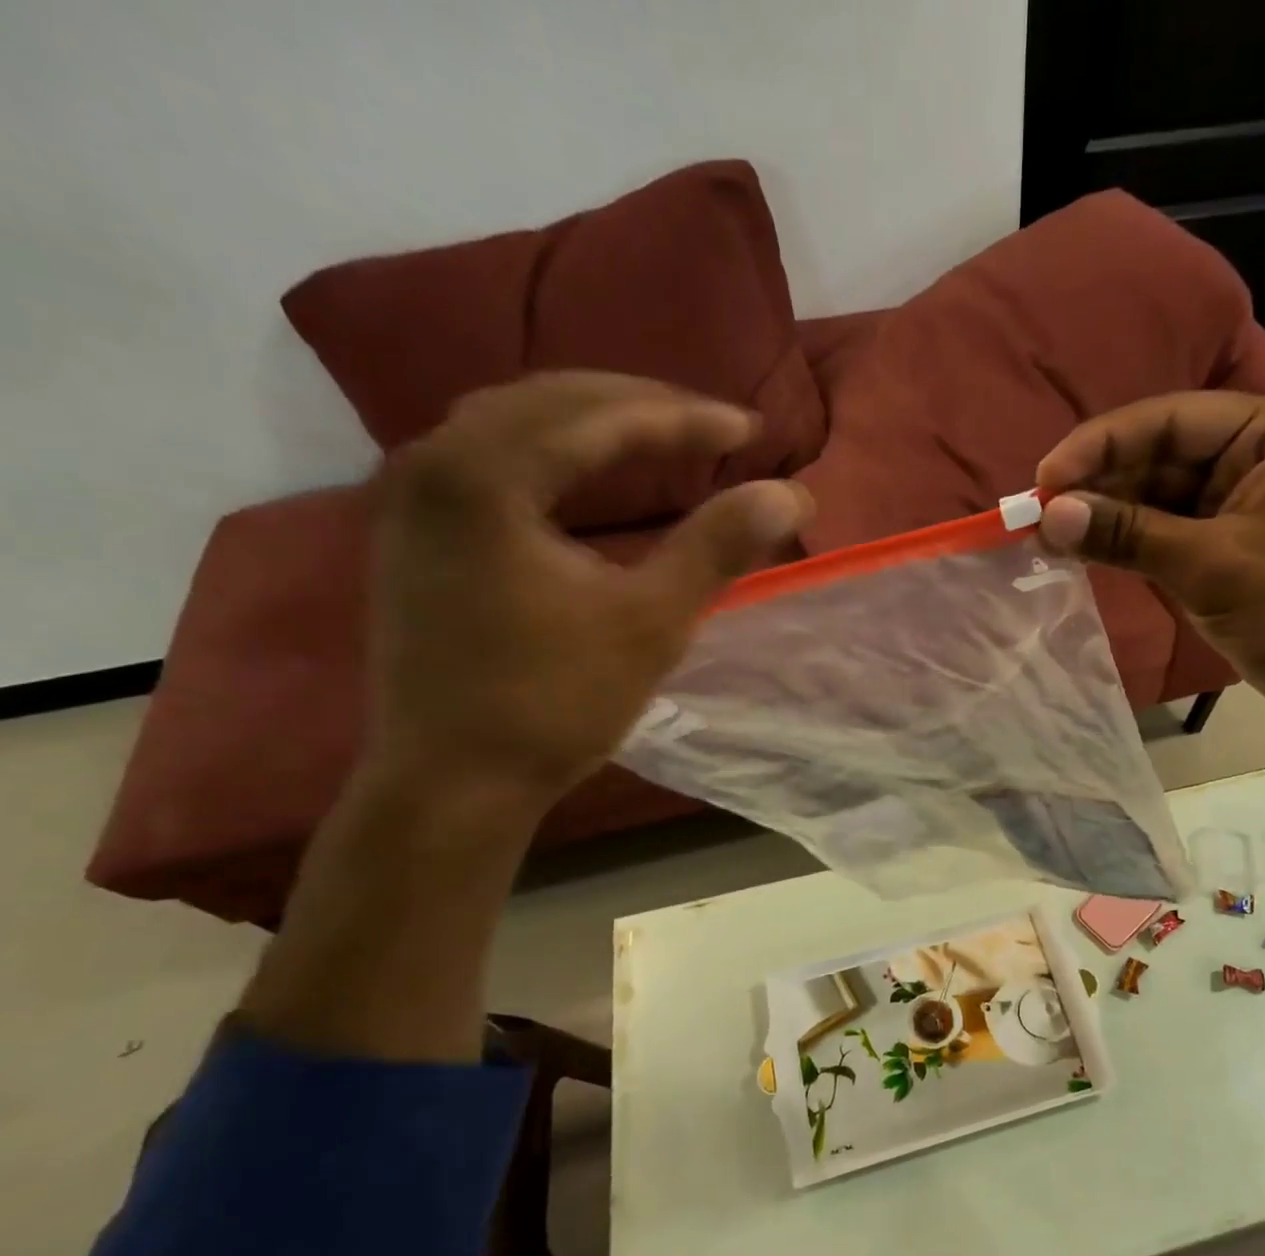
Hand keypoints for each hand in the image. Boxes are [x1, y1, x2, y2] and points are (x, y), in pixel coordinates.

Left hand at [368, 372, 810, 803]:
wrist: (452, 784)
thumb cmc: (553, 704)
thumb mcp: (651, 624)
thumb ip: (717, 548)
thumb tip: (790, 492)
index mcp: (484, 478)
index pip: (598, 416)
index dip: (684, 418)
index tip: (752, 431)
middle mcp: (433, 465)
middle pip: (549, 401)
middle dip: (640, 406)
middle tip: (712, 427)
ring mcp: (413, 499)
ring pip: (513, 423)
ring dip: (592, 421)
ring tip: (659, 435)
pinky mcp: (415, 534)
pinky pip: (490, 457)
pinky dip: (551, 451)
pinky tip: (586, 471)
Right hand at [1035, 392, 1264, 737]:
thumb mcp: (1213, 566)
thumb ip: (1128, 535)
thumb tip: (1048, 516)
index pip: (1170, 420)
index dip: (1101, 444)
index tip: (1044, 478)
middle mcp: (1257, 457)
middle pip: (1160, 457)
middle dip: (1099, 484)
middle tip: (1037, 514)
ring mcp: (1241, 506)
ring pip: (1158, 498)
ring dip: (1107, 516)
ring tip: (1049, 536)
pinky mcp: (1228, 550)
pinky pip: (1167, 534)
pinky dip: (1128, 543)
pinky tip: (1085, 551)